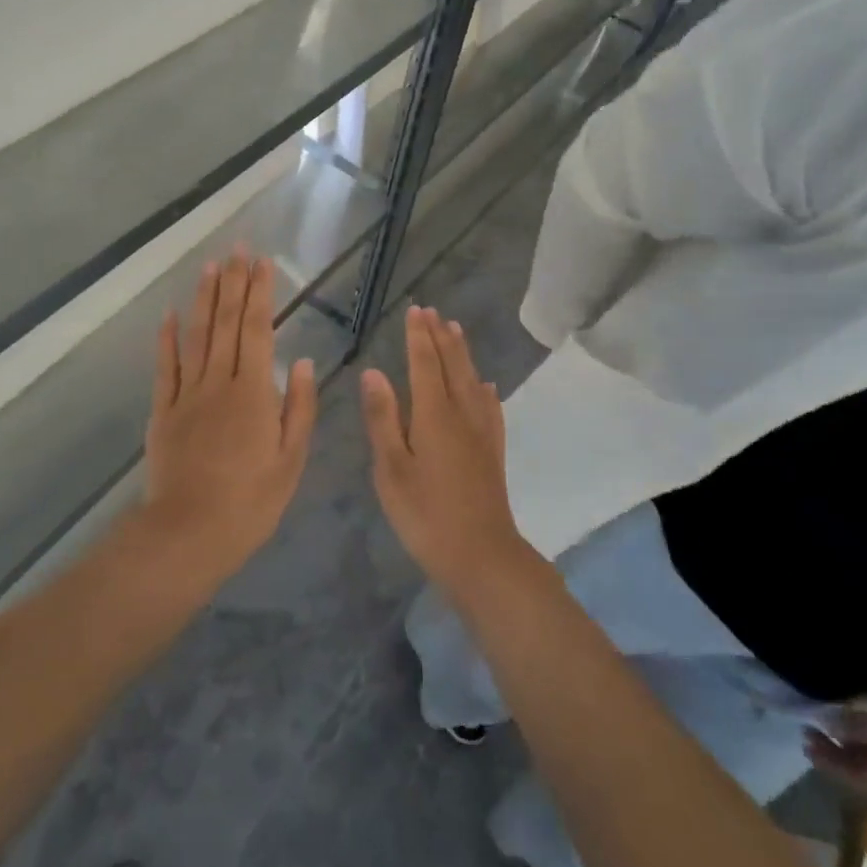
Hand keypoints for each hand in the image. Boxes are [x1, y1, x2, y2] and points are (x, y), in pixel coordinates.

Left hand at [142, 252, 317, 588]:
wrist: (188, 533)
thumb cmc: (250, 502)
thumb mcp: (291, 460)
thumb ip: (298, 407)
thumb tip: (301, 361)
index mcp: (253, 392)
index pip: (257, 330)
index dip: (259, 293)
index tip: (262, 263)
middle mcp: (218, 382)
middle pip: (225, 323)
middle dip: (233, 283)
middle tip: (237, 249)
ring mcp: (186, 395)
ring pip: (196, 336)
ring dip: (203, 299)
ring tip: (210, 267)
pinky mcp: (163, 412)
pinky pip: (165, 368)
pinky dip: (166, 339)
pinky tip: (169, 314)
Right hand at [360, 306, 527, 599]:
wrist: (482, 556)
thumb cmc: (426, 515)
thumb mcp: (391, 469)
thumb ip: (383, 419)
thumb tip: (374, 372)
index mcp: (433, 415)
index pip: (425, 364)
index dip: (418, 336)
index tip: (415, 310)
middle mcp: (462, 414)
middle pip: (452, 365)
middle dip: (441, 336)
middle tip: (433, 311)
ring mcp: (482, 432)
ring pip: (472, 380)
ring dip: (463, 353)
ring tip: (456, 330)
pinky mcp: (493, 451)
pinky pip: (490, 407)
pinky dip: (484, 388)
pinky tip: (485, 386)